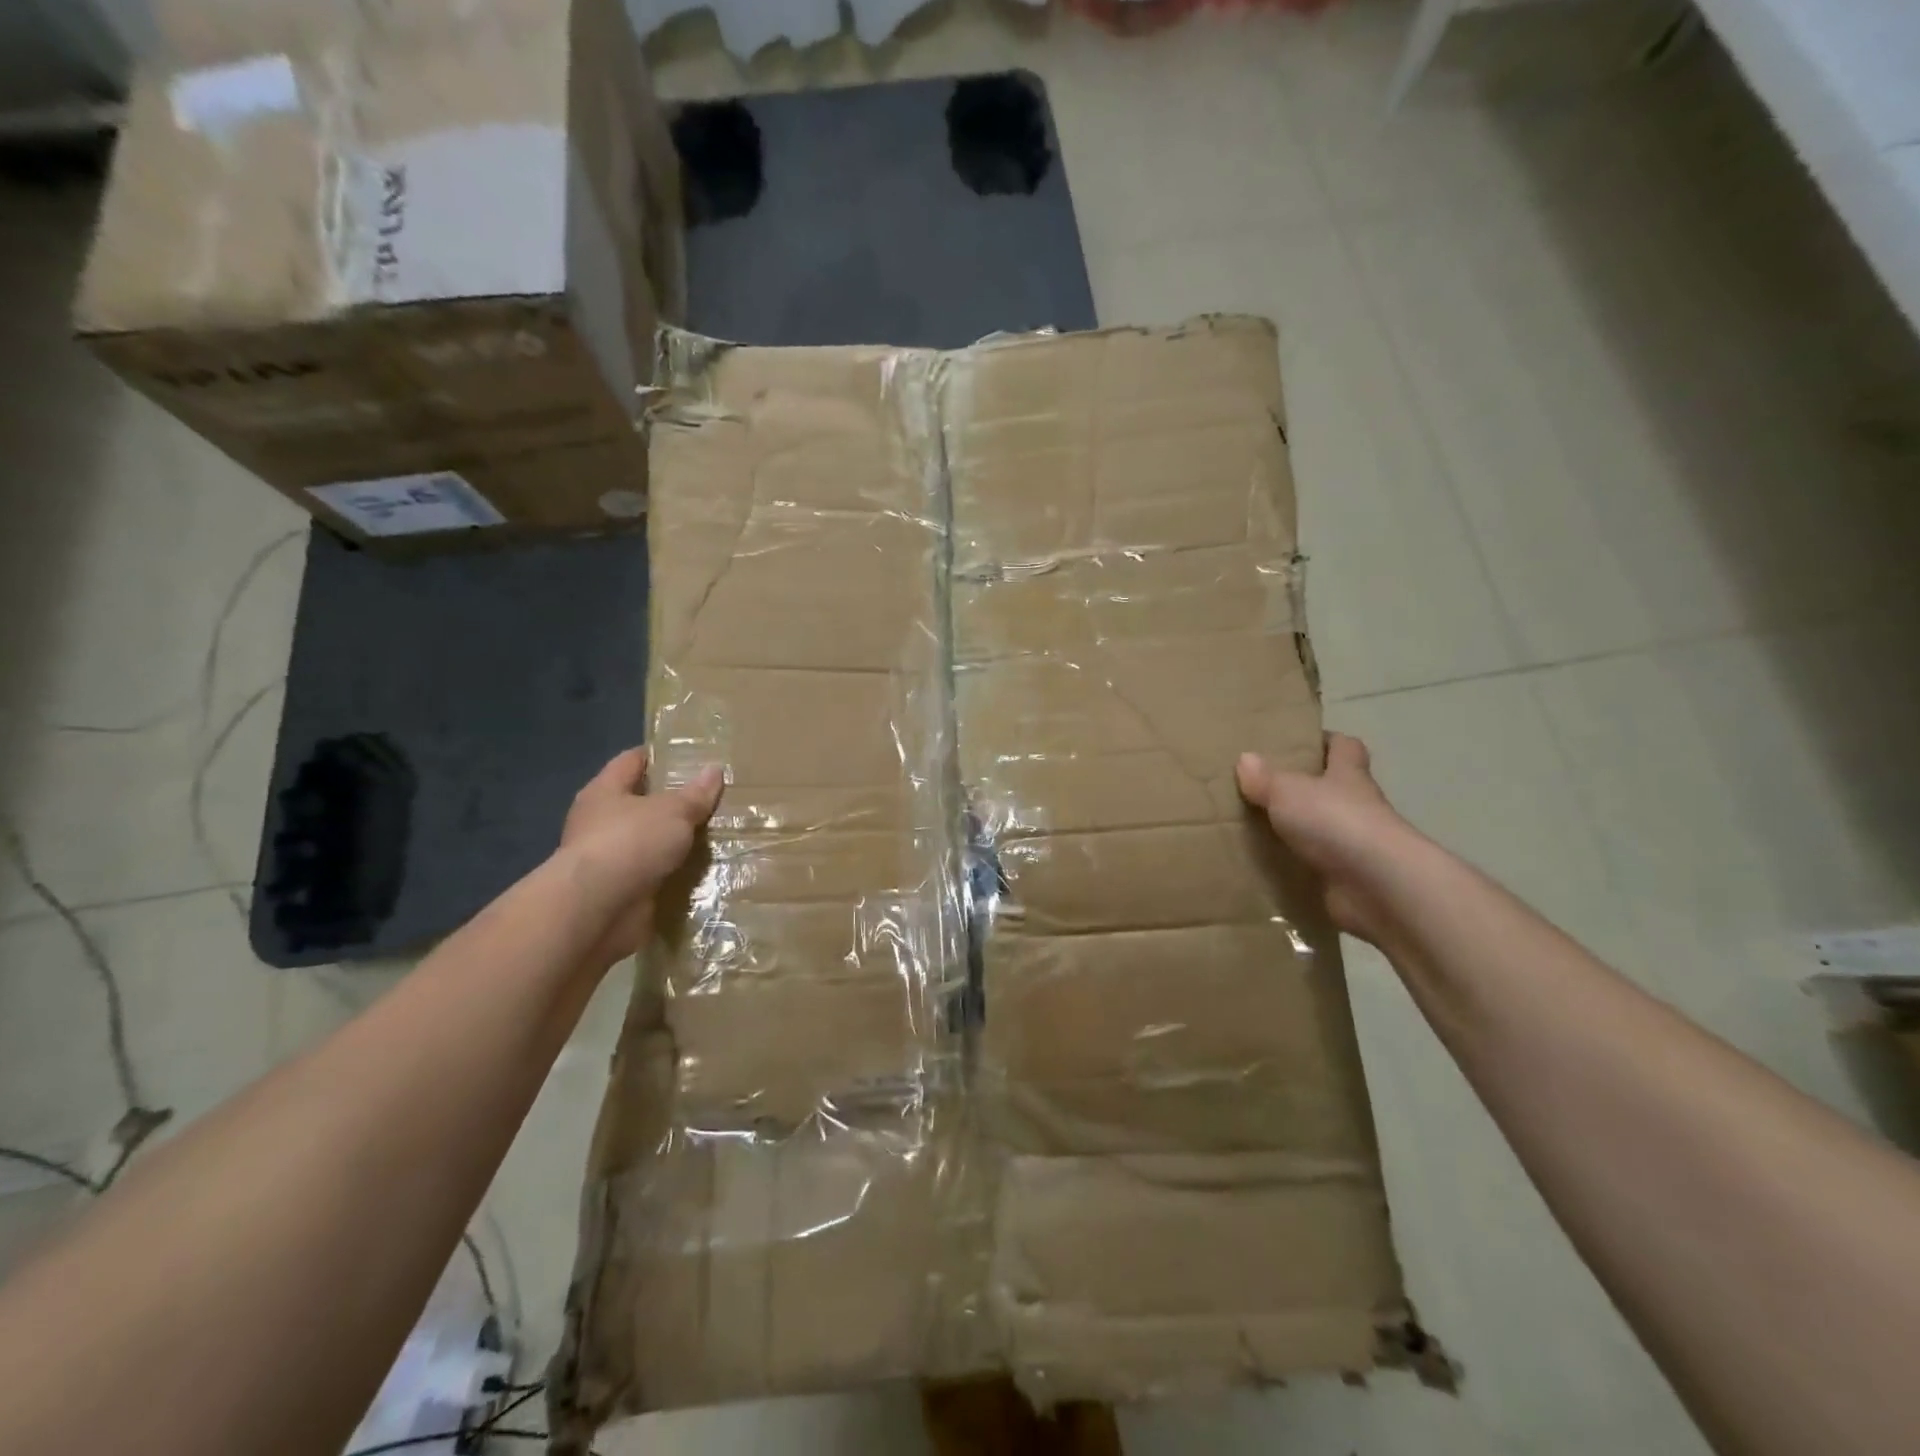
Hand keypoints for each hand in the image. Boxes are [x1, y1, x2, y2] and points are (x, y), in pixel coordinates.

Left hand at [556, 747, 724, 969]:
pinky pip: (652, 875)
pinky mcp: (619, 891)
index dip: (658, 756)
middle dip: (671, 803)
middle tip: (711, 799)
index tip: (688, 756)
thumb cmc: (631, 842)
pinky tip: (702, 871)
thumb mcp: (673, 811)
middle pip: (639, 803)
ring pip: (647, 842)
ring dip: (673, 843)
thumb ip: (695, 794)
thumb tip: (714, 770)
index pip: (631, 761)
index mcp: (604, 792)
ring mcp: (608, 859)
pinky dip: (672, 874)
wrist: (599, 909)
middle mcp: (600, 822)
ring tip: (714, 836)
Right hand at [1236, 734, 1416, 946]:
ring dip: (1296, 829)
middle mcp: (1356, 806)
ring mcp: (1354, 845)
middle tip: (1261, 786)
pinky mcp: (1346, 879)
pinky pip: (1314, 866)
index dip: (1326, 741)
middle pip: (1332, 788)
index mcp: (1348, 775)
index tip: (1300, 743)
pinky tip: (1264, 864)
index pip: (1345, 747)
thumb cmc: (1336, 822)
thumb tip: (1245, 758)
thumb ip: (1265, 777)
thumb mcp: (1289, 790)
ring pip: (1321, 829)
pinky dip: (1294, 865)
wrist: (1378, 887)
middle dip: (1303, 787)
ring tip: (1252, 827)